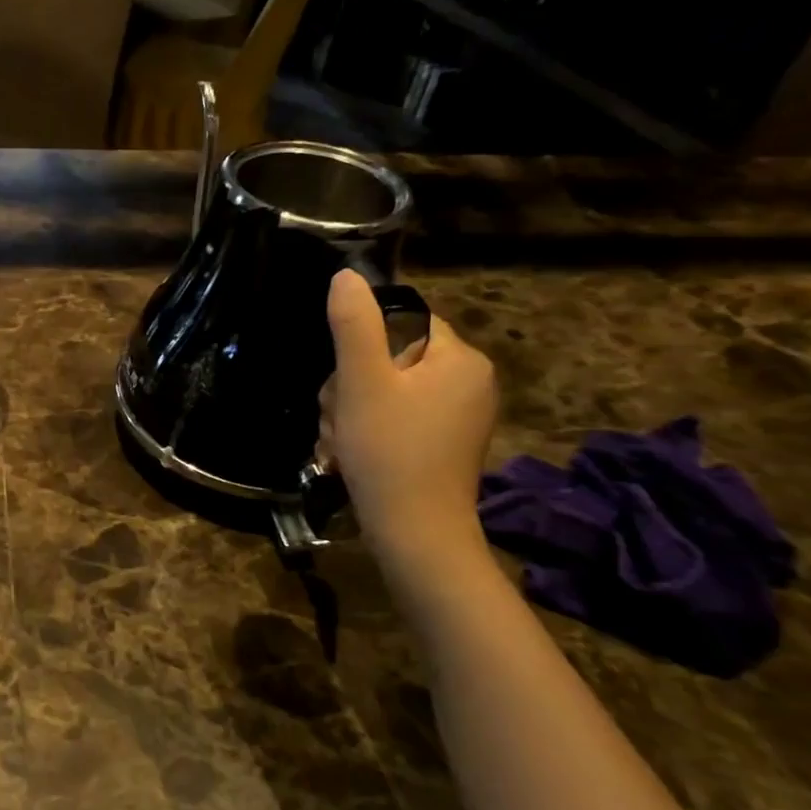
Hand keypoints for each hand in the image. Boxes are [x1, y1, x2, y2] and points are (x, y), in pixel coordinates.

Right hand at [322, 270, 497, 565]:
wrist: (415, 534)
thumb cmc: (389, 452)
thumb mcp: (362, 383)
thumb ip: (354, 325)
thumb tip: (347, 275)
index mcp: (460, 358)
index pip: (400, 322)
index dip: (359, 349)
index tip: (346, 383)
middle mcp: (468, 380)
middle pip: (388, 358)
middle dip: (350, 388)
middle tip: (341, 419)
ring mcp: (458, 414)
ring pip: (384, 389)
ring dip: (350, 411)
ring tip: (343, 442)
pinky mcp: (443, 441)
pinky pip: (395, 416)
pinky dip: (367, 430)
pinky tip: (352, 454)